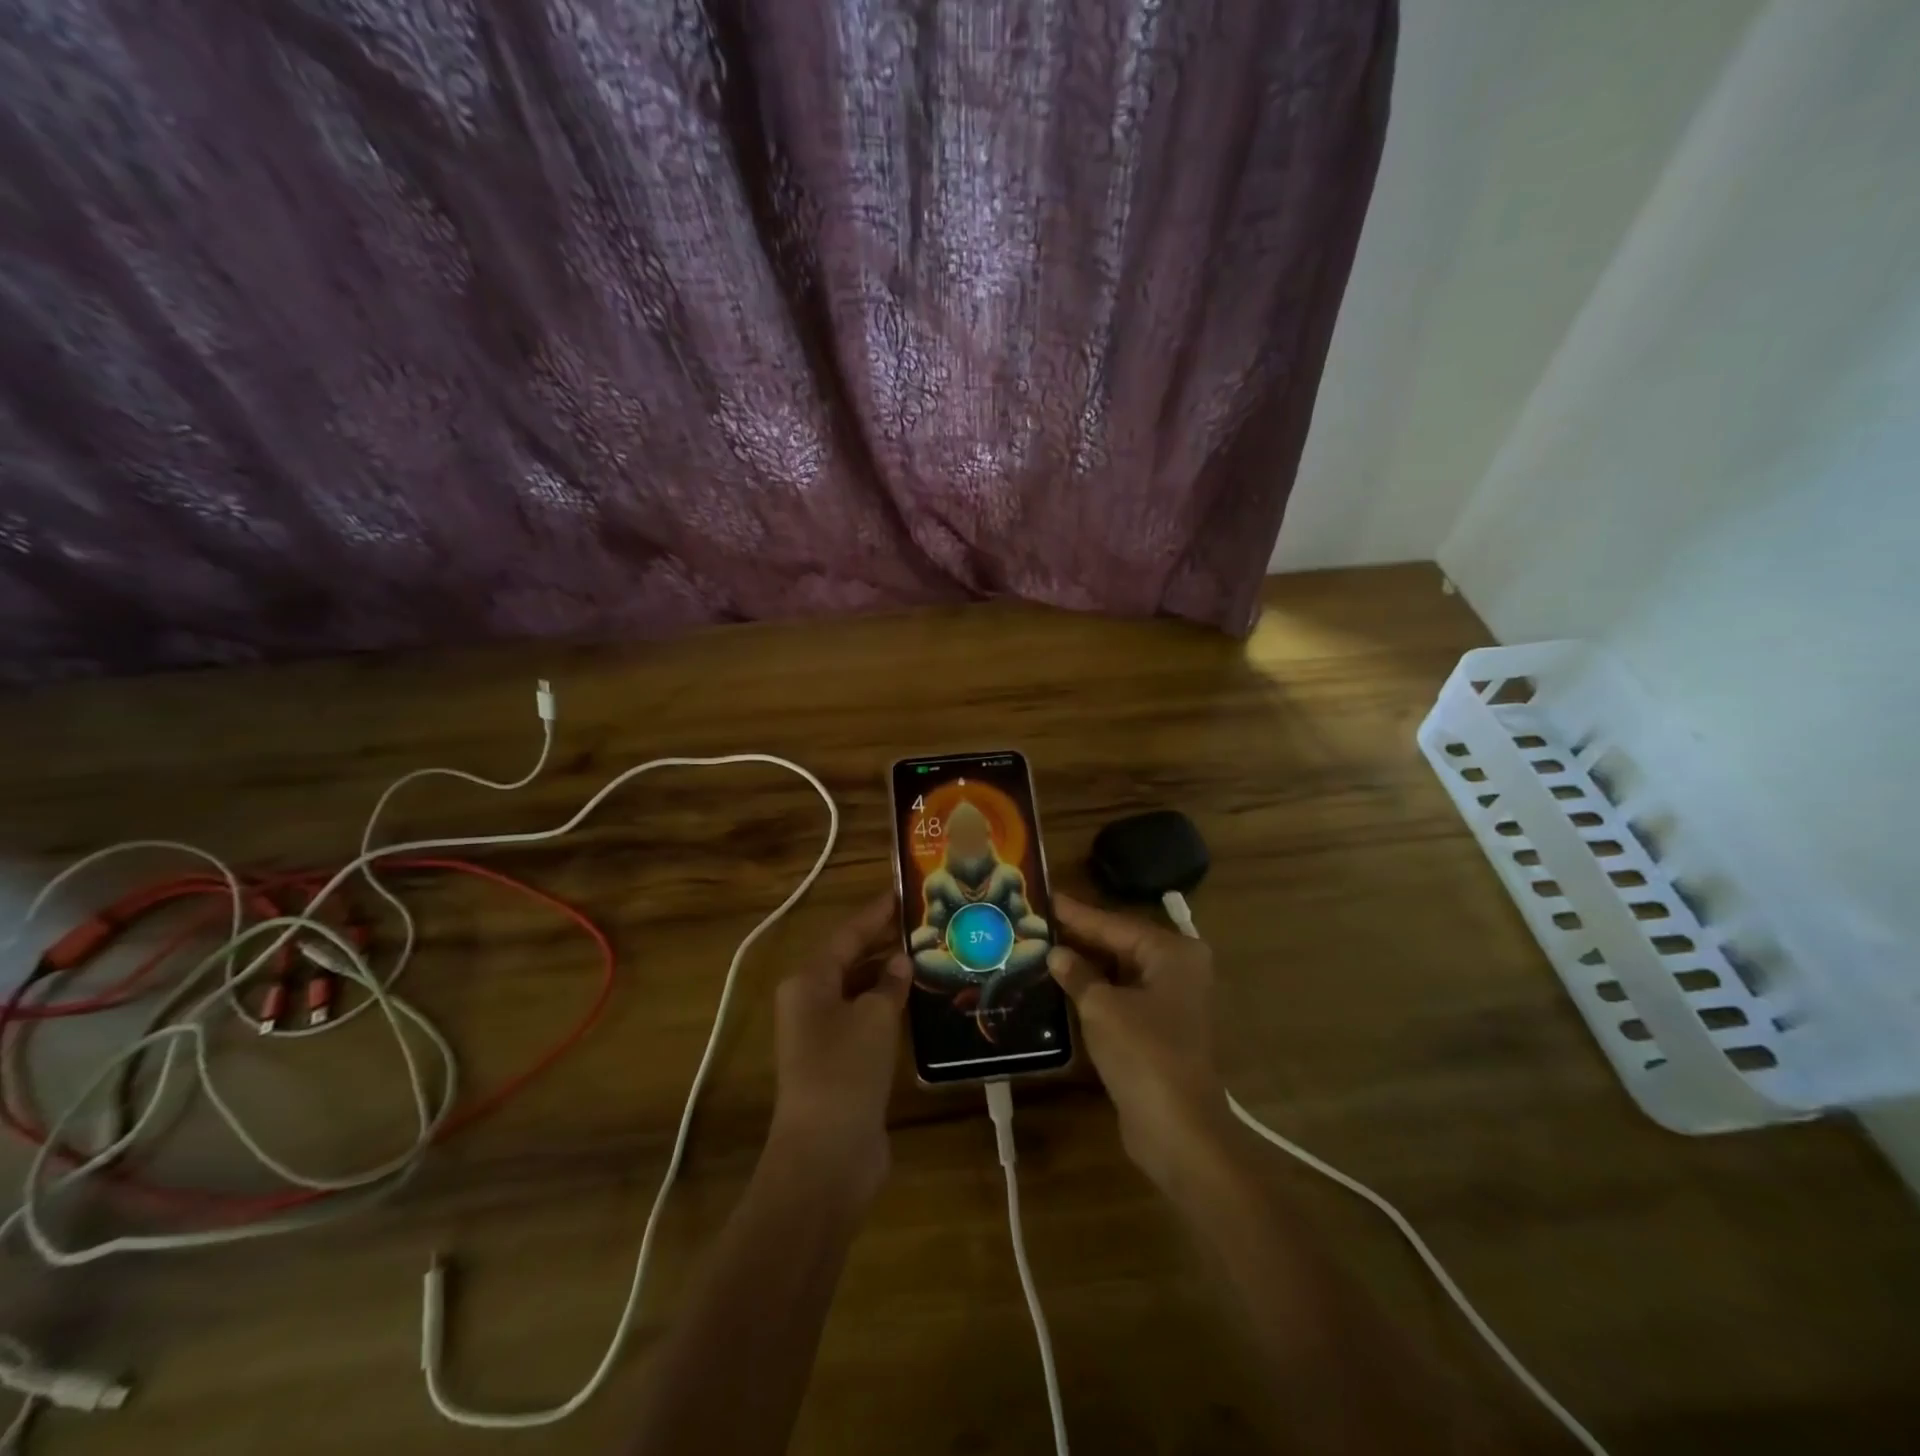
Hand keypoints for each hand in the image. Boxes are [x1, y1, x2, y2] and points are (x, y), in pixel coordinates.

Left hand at [769, 892, 909, 1203]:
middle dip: (885, 943)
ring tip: (932, 956)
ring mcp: (824, 1035)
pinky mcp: (841, 1063)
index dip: (876, 913)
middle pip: (851, 960)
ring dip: (890, 977)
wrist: (826, 1157)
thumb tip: (901, 961)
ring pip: (860, 992)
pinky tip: (921, 1003)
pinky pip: (866, 1021)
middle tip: (927, 924)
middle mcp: (810, 1003)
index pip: (847, 934)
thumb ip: (889, 983)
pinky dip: (890, 1008)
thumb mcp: (874, 1017)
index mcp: (809, 982)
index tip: (904, 892)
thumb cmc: (845, 1071)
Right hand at [1048, 894, 1230, 1191]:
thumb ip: (1077, 974)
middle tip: (1036, 922)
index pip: (1115, 924)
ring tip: (1041, 949)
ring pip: (1119, 972)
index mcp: (1173, 953)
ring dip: (1084, 966)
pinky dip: (1095, 992)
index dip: (1077, 913)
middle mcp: (1178, 970)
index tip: (1045, 896)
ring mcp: (1171, 1002)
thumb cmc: (1143, 1053)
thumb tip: (1056, 954)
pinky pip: (1122, 997)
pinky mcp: (1159, 1030)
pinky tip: (1061, 986)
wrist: (1178, 1130)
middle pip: (1119, 945)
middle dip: (1079, 938)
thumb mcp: (1101, 1006)